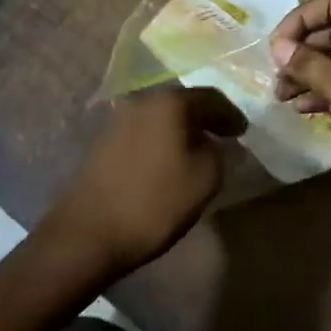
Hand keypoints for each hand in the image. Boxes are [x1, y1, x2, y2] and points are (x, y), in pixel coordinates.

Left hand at [41, 86, 245, 275]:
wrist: (86, 233)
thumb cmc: (153, 203)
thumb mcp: (205, 179)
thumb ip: (219, 153)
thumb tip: (214, 143)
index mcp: (171, 101)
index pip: (212, 98)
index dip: (231, 115)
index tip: (243, 132)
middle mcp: (144, 98)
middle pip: (184, 102)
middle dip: (205, 118)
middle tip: (223, 136)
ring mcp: (119, 117)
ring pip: (162, 115)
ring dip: (181, 128)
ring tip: (197, 148)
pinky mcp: (104, 138)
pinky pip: (144, 129)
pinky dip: (161, 138)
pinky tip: (168, 158)